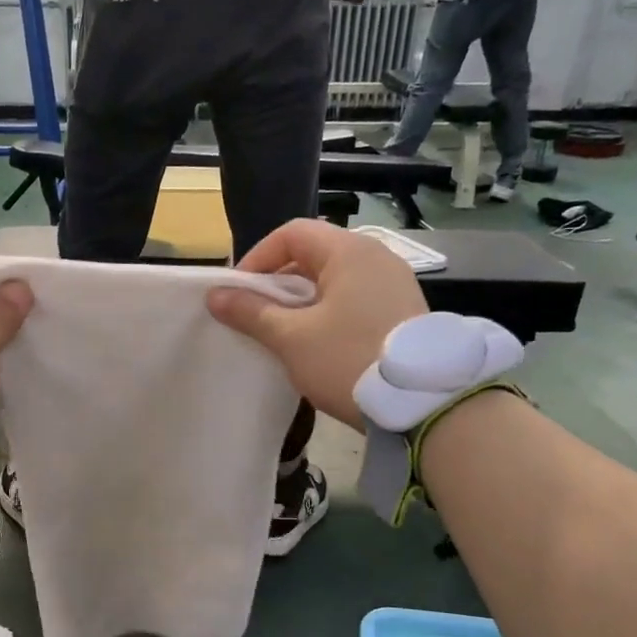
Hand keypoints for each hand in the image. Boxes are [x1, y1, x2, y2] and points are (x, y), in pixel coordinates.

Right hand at [206, 220, 426, 429]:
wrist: (421, 402)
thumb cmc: (348, 359)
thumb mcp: (292, 338)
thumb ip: (251, 312)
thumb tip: (215, 295)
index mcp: (349, 251)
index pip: (292, 233)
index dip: (258, 258)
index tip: (239, 293)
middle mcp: (376, 257)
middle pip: (314, 255)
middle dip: (278, 283)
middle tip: (257, 316)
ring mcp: (394, 283)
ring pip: (335, 280)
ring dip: (303, 301)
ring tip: (284, 334)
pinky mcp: (403, 311)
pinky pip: (355, 299)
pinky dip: (329, 313)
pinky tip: (319, 344)